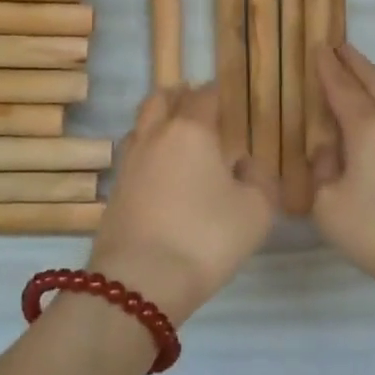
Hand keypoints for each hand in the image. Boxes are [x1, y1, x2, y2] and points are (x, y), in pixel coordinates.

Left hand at [88, 84, 276, 325]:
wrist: (138, 282)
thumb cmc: (205, 238)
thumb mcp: (255, 212)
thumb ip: (260, 180)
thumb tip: (245, 164)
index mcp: (191, 129)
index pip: (204, 95)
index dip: (218, 92)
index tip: (230, 99)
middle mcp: (155, 135)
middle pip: (162, 98)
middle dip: (181, 97)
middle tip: (200, 108)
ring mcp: (129, 161)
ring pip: (142, 124)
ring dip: (159, 122)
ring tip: (179, 138)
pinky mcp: (115, 189)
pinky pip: (134, 155)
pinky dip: (148, 152)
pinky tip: (162, 173)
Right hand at [311, 43, 374, 304]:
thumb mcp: (329, 207)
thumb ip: (321, 171)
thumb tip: (327, 151)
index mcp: (366, 128)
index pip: (342, 88)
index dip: (328, 68)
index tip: (319, 48)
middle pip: (374, 82)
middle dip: (354, 63)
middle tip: (340, 47)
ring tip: (369, 80)